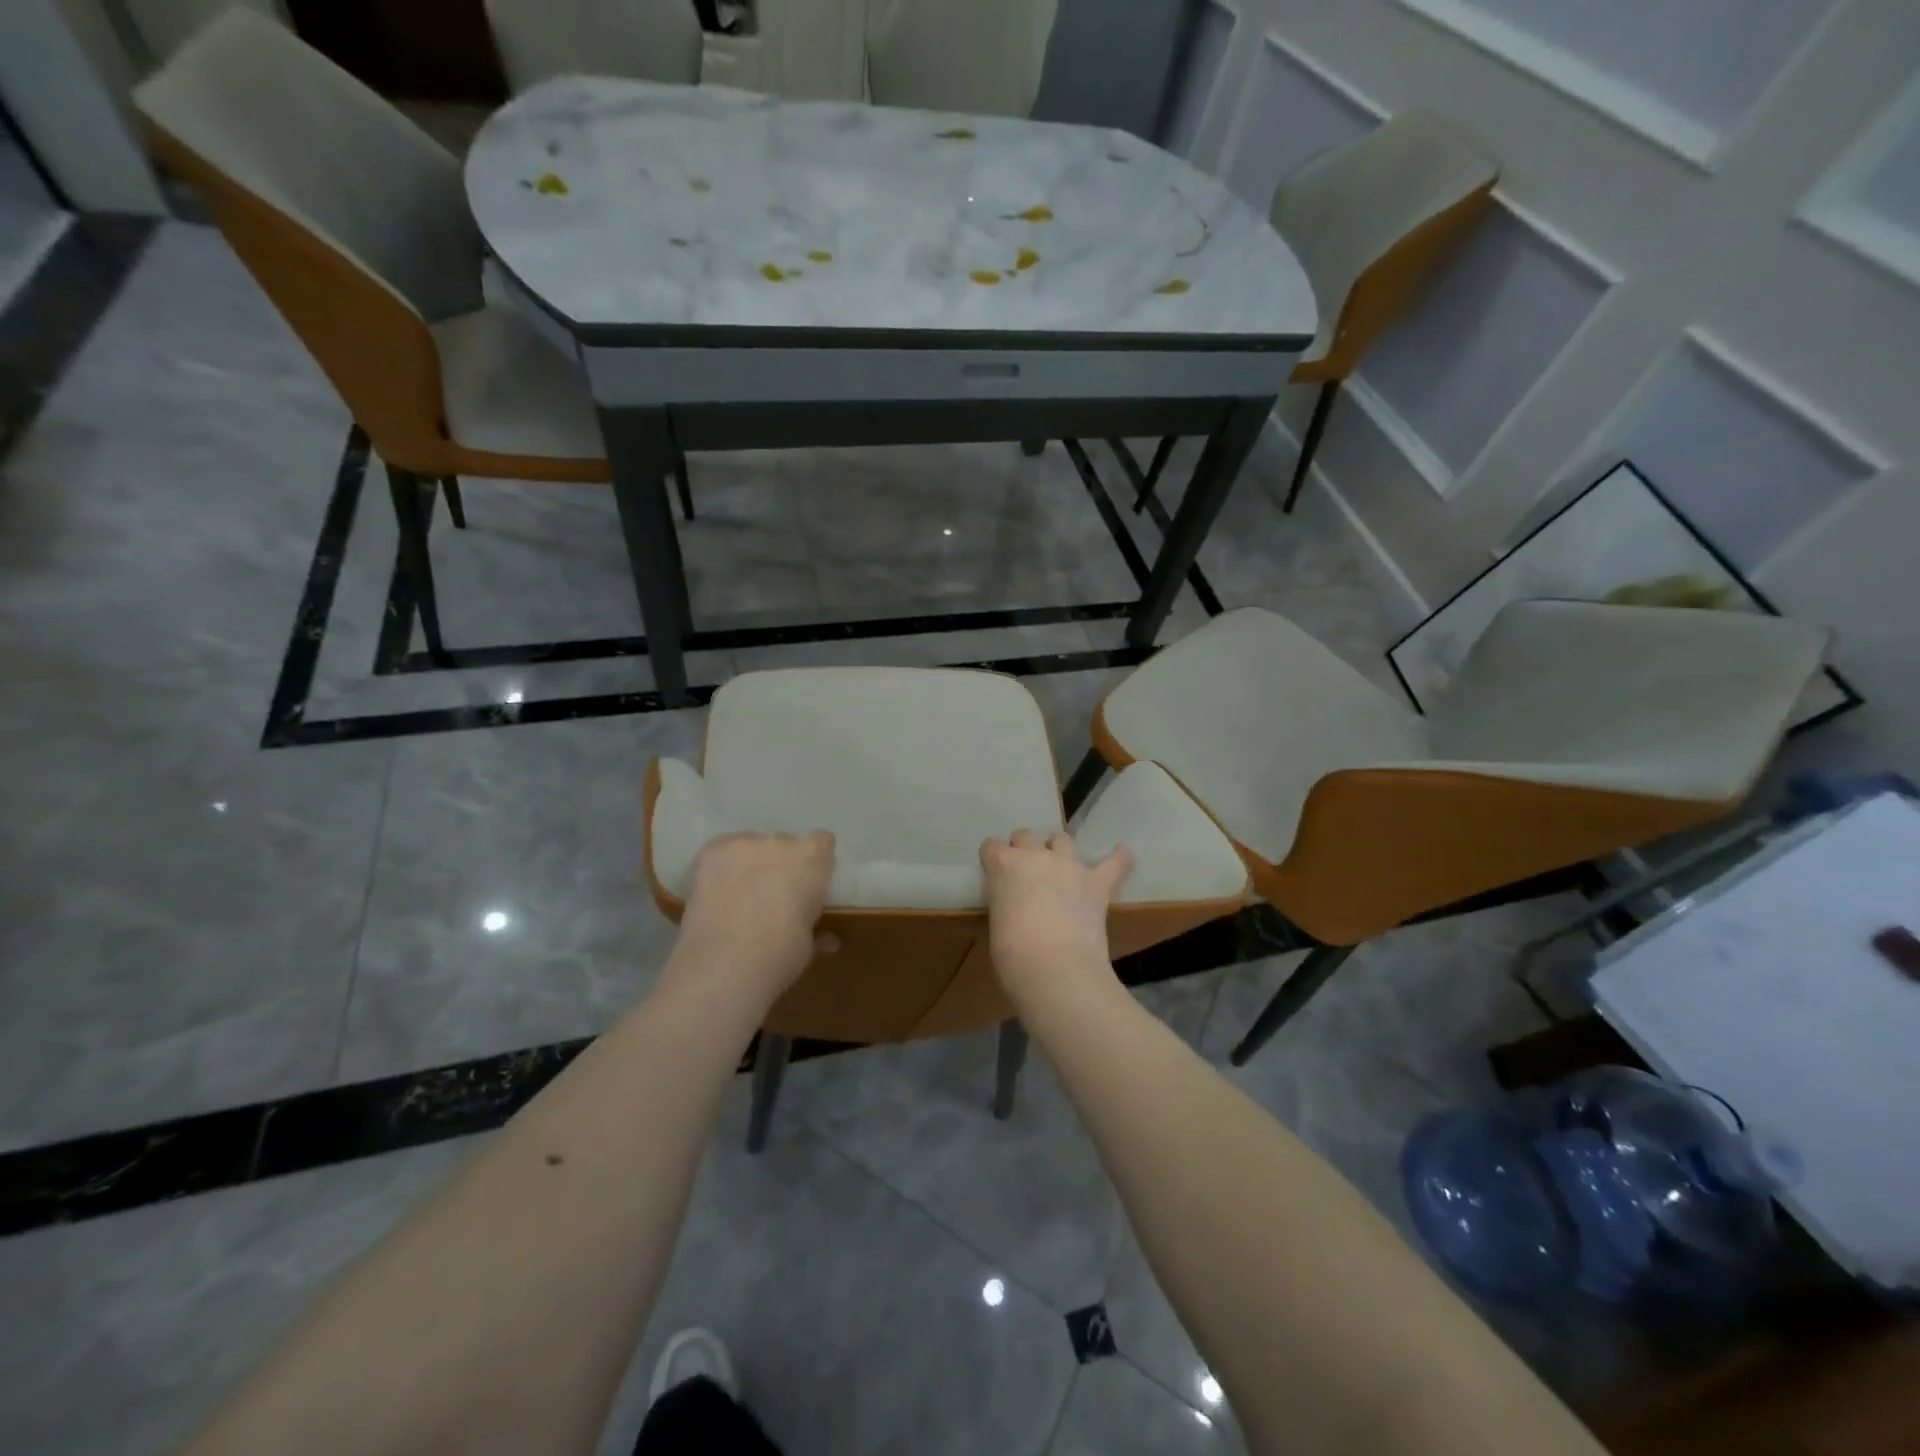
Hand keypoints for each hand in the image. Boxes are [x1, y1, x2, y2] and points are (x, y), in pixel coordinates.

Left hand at [671, 831, 836, 1007]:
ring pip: (750, 846)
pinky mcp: (712, 851)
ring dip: (750, 863)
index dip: (814, 862)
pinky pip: (723, 850)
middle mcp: (780, 842)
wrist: (725, 963)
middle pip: (784, 843)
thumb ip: (816, 931)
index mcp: (812, 860)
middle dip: (780, 865)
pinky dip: (722, 866)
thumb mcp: (807, 946)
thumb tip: (826, 939)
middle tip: (771, 896)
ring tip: (738, 895)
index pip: (821, 841)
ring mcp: (744, 844)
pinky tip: (715, 890)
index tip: (808, 883)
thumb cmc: (780, 955)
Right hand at [980, 829, 1133, 999]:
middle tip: (1025, 874)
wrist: (1055, 970)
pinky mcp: (1097, 884)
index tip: (996, 875)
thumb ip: (1005, 907)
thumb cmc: (1012, 957)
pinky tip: (1123, 852)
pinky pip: (1114, 863)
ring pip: (1062, 839)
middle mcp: (1035, 856)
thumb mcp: (996, 926)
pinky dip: (1119, 858)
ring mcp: (1068, 866)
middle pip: (1025, 836)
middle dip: (1024, 849)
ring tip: (1059, 865)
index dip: (994, 860)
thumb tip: (1016, 913)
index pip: (991, 847)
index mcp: (1002, 866)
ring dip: (1058, 849)